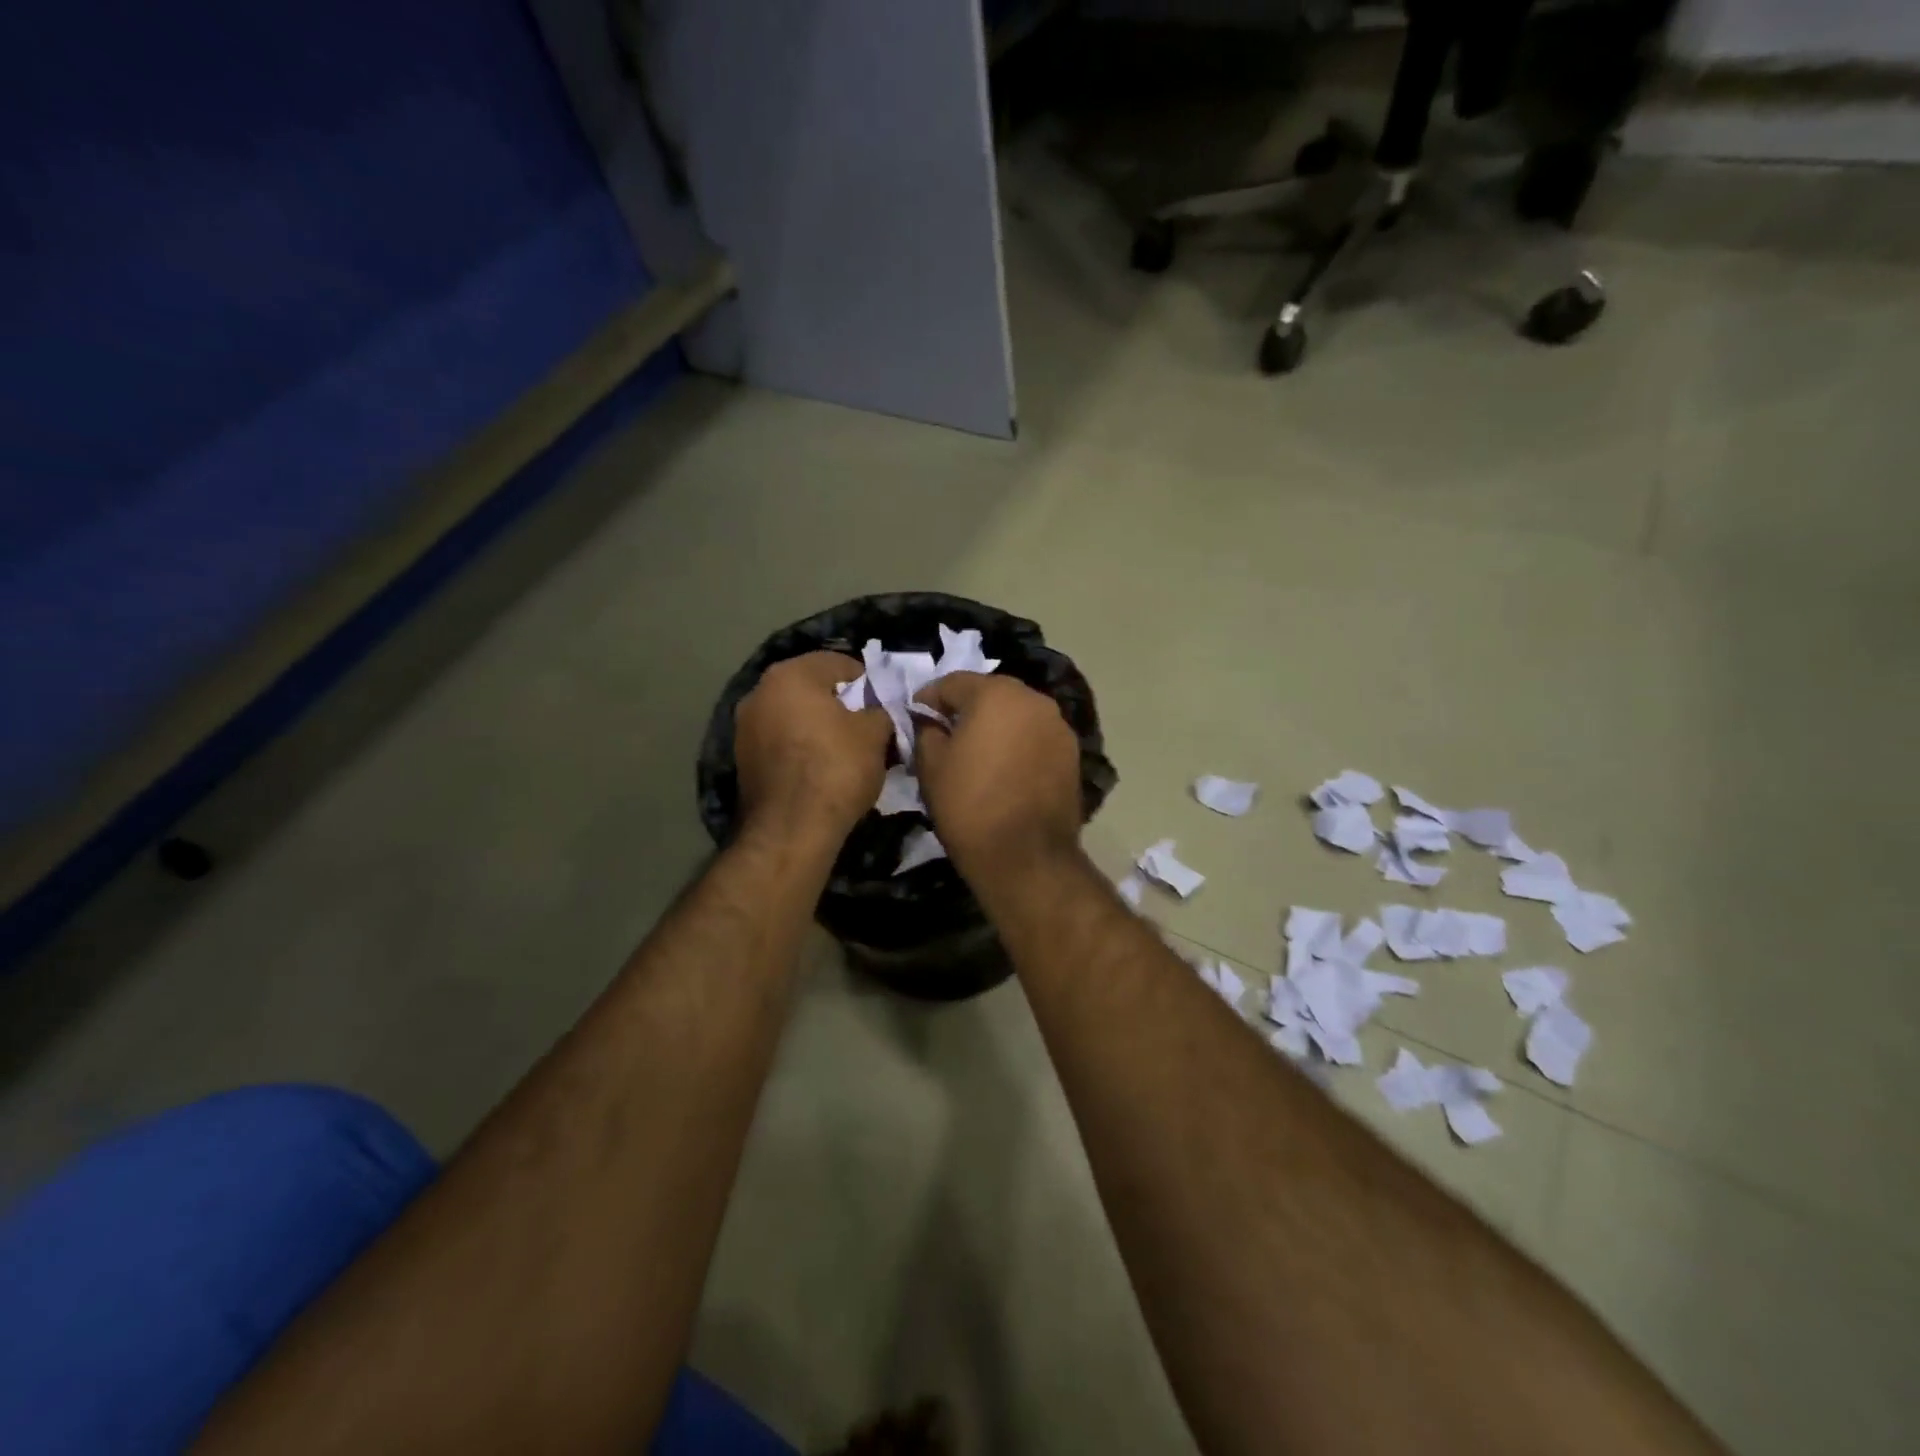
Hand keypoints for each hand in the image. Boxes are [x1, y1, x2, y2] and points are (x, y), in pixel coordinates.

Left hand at [735, 653, 891, 845]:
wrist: (791, 829)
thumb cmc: (836, 768)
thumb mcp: (875, 733)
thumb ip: (880, 711)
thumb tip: (878, 711)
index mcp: (790, 675)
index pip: (838, 662)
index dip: (867, 681)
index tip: (884, 704)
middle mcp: (759, 692)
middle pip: (811, 688)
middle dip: (841, 704)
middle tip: (868, 726)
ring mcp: (745, 727)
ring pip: (794, 716)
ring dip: (819, 726)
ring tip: (846, 750)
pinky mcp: (742, 759)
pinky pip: (781, 742)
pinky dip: (801, 747)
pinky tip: (821, 768)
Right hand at [913, 673, 1082, 877]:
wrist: (1026, 857)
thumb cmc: (969, 805)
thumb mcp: (931, 766)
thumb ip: (926, 731)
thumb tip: (930, 721)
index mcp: (996, 693)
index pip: (952, 682)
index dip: (928, 699)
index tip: (915, 717)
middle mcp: (1034, 699)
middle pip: (990, 692)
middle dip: (966, 708)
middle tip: (945, 732)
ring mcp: (1058, 726)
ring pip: (1017, 714)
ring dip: (996, 724)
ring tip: (977, 752)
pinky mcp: (1072, 753)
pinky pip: (1035, 736)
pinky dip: (1018, 743)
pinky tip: (1005, 767)